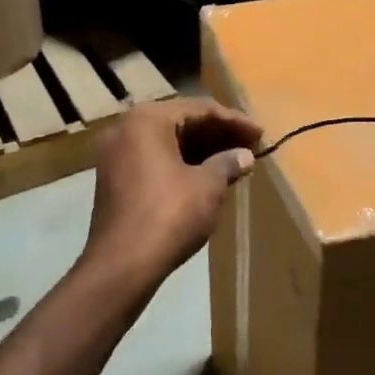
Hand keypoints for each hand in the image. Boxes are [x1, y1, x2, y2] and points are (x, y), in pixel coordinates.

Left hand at [80, 99, 260, 285]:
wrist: (122, 265)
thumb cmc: (169, 215)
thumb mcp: (207, 186)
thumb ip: (227, 163)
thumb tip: (245, 156)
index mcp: (148, 119)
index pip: (199, 109)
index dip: (234, 121)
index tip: (260, 133)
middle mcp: (126, 128)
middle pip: (181, 122)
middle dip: (217, 134)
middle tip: (249, 146)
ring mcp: (116, 155)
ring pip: (167, 142)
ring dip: (201, 150)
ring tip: (234, 162)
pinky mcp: (114, 180)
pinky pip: (154, 160)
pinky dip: (181, 164)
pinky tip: (207, 177)